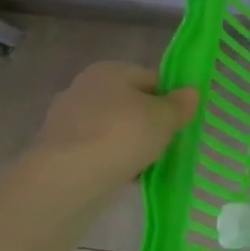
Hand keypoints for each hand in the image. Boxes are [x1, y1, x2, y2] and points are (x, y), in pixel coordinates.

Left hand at [30, 61, 199, 197]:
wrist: (66, 179)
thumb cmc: (121, 136)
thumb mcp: (165, 117)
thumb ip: (181, 104)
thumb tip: (190, 92)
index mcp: (110, 71)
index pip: (153, 79)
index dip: (172, 99)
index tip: (183, 121)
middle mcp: (84, 88)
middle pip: (132, 104)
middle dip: (151, 122)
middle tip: (169, 143)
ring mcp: (68, 119)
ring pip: (115, 128)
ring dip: (132, 143)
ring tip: (150, 163)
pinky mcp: (59, 149)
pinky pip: (98, 149)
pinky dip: (113, 159)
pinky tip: (126, 174)